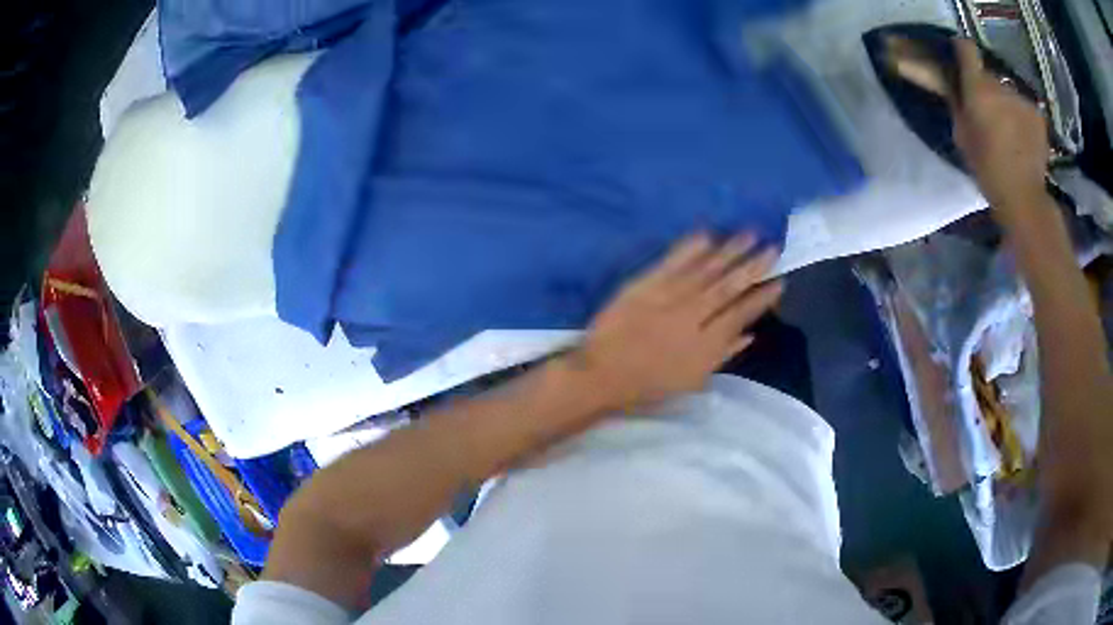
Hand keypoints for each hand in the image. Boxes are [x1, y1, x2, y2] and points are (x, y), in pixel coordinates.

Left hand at [570, 232, 782, 411]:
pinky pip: (672, 262)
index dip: (761, 298)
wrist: (600, 375)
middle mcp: (691, 318)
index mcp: (705, 347)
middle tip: (772, 248)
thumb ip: (722, 355)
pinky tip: (708, 234)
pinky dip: (690, 248)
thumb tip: (750, 335)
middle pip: (728, 287)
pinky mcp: (644, 285)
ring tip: (749, 234)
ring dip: (729, 251)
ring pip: (705, 270)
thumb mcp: (691, 382)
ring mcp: (667, 299)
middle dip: (753, 266)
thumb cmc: (647, 385)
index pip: (740, 315)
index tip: (779, 282)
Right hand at [950, 39, 1048, 220]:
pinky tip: (1023, 137)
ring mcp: (1022, 98)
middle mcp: (1000, 85)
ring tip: (1008, 129)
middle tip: (987, 110)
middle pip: (988, 74)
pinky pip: (1024, 106)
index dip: (962, 50)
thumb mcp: (962, 135)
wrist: (1025, 199)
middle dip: (985, 87)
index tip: (960, 59)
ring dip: (1005, 102)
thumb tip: (954, 82)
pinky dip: (1021, 116)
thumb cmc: (987, 170)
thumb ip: (958, 103)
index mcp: (978, 87)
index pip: (966, 48)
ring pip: (1007, 91)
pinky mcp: (1037, 113)